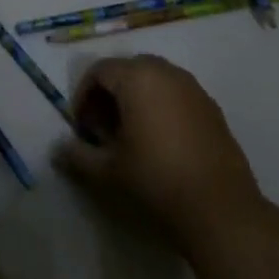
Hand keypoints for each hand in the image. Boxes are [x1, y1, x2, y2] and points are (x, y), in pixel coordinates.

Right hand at [56, 54, 260, 240]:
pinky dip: (160, 105)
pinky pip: (176, 93)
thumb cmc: (155, 180)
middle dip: (109, 94)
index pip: (99, 71)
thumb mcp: (107, 171)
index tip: (82, 128)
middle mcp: (166, 72)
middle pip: (127, 69)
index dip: (83, 96)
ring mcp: (193, 88)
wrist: (220, 209)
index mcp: (137, 77)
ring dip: (135, 98)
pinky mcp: (211, 107)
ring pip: (153, 79)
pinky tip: (160, 141)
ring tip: (130, 134)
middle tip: (102, 128)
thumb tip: (58, 149)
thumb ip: (77, 155)